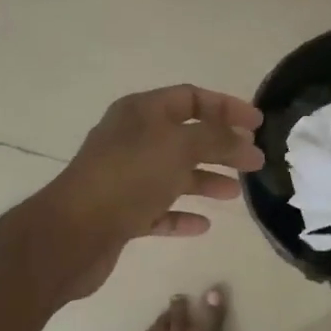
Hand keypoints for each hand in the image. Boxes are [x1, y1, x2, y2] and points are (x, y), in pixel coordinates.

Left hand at [47, 85, 264, 296]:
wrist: (74, 232)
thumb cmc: (128, 178)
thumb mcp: (179, 147)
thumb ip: (217, 139)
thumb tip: (245, 141)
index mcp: (141, 112)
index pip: (191, 97)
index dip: (226, 107)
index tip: (257, 124)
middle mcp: (132, 140)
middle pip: (186, 137)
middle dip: (222, 147)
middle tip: (255, 162)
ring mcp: (125, 178)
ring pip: (174, 174)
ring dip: (206, 180)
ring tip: (235, 193)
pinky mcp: (122, 213)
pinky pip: (159, 209)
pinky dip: (182, 214)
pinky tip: (204, 224)